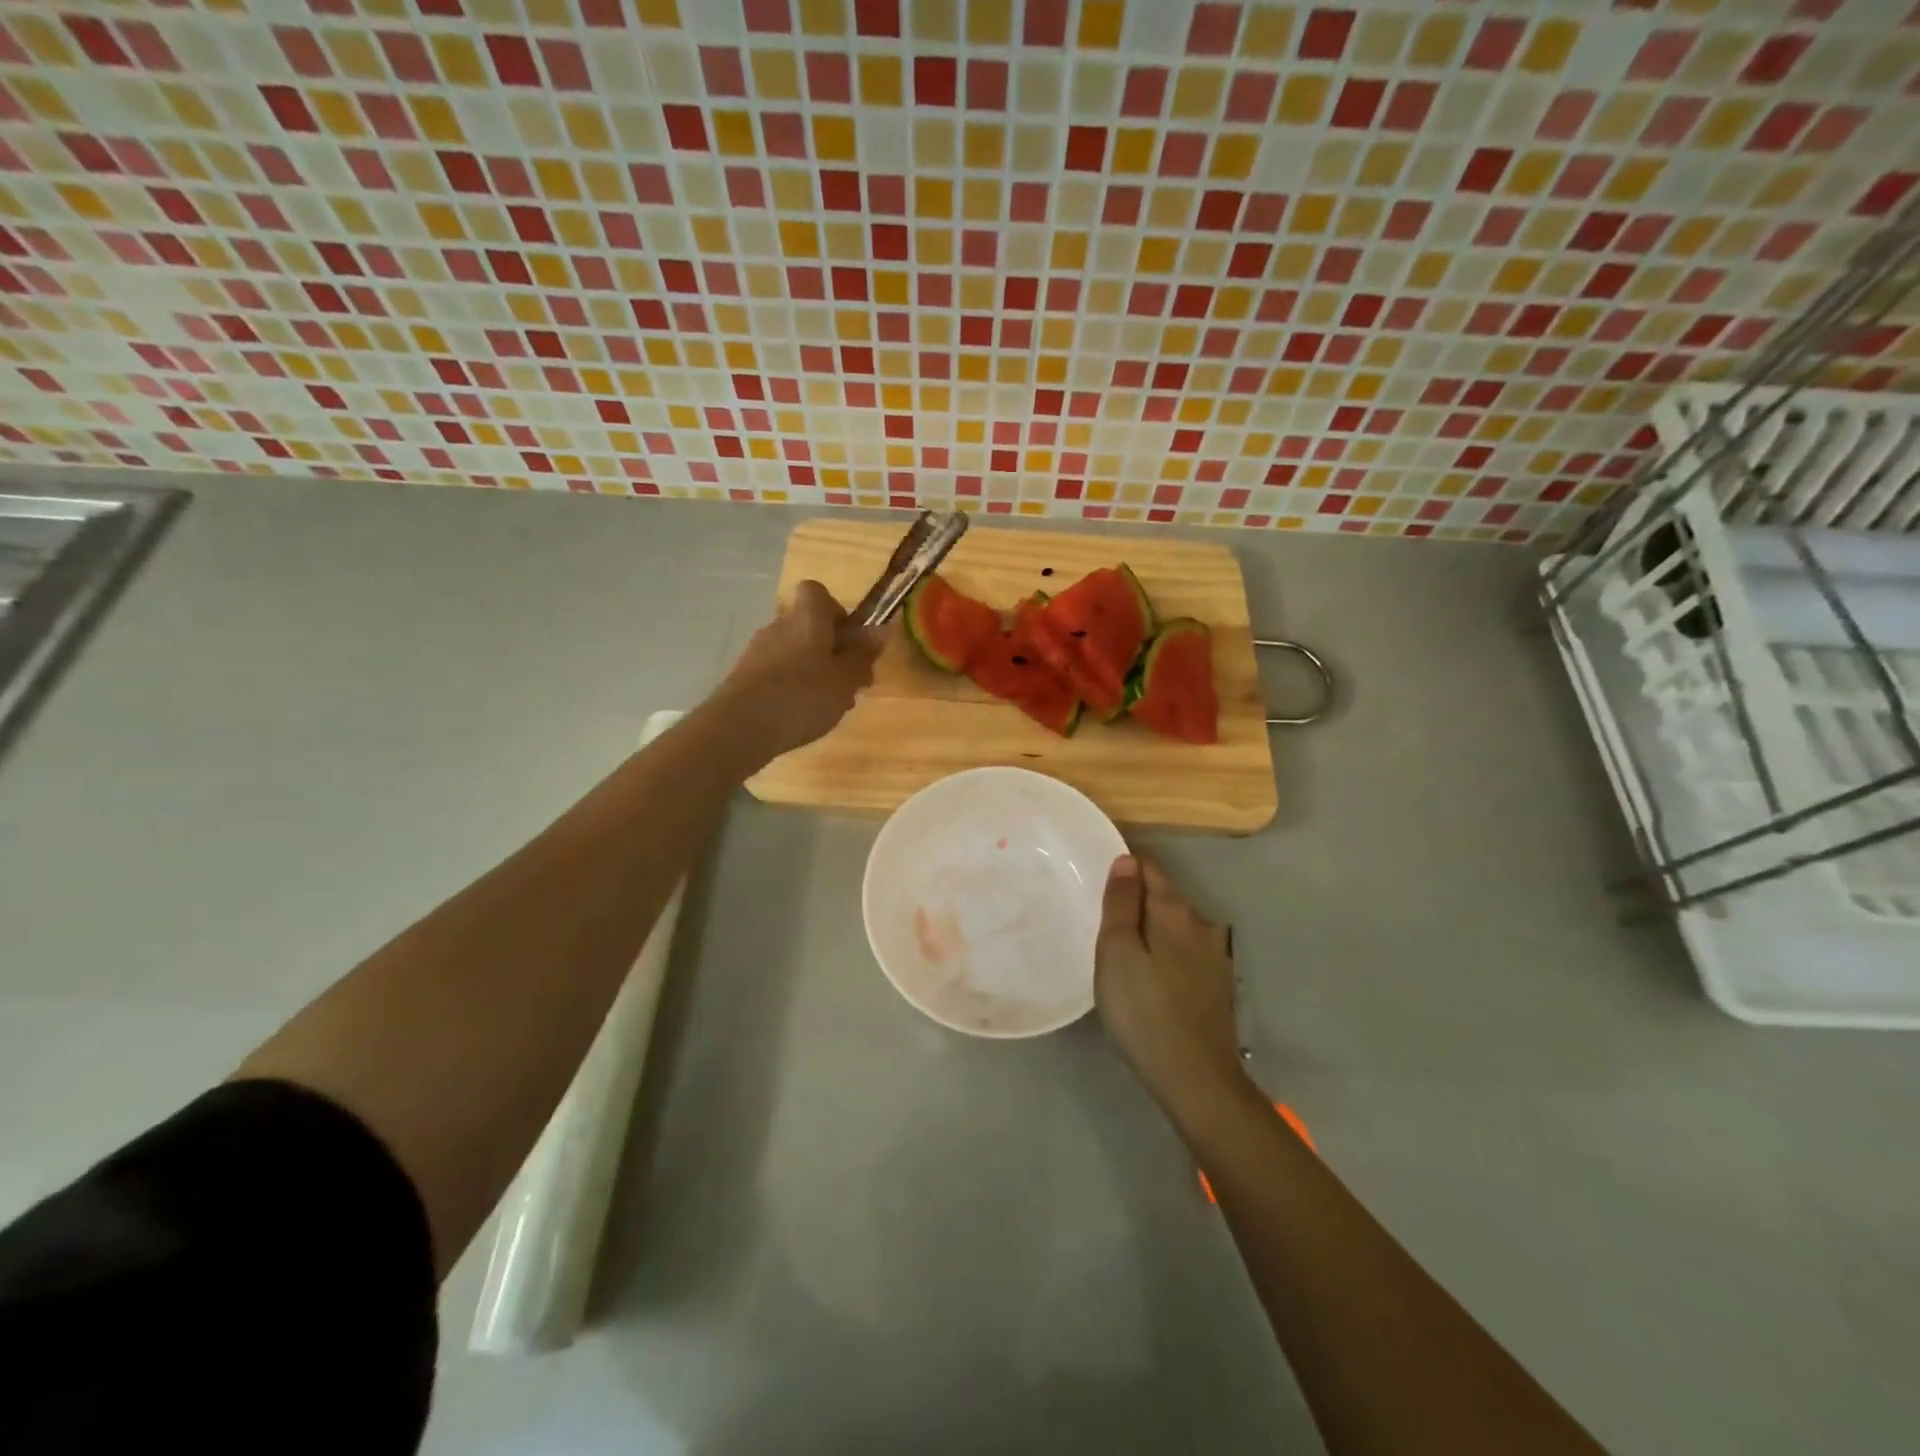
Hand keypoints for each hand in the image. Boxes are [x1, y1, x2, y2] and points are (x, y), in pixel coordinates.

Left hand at [710, 580, 885, 764]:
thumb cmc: (802, 696)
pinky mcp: (744, 676)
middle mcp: (779, 626)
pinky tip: (801, 715)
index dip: (837, 611)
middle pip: (809, 626)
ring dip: (815, 671)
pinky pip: (778, 672)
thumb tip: (882, 627)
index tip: (851, 640)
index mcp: (807, 618)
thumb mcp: (846, 678)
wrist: (740, 727)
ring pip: (795, 652)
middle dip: (832, 650)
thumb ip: (863, 653)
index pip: (816, 592)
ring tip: (830, 706)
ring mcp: (758, 651)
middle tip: (851, 684)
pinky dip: (793, 686)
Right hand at [1095, 853, 1250, 1125]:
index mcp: (1174, 911)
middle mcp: (1201, 924)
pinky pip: (1183, 950)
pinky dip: (1163, 950)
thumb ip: (1122, 903)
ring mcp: (1214, 956)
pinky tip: (1149, 973)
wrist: (1197, 1080)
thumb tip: (1126, 859)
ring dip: (1150, 926)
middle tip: (1100, 913)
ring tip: (1120, 944)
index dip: (1124, 862)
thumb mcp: (1117, 953)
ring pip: (1174, 924)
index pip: (1149, 866)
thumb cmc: (1144, 1012)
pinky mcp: (1216, 984)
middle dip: (1135, 896)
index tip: (1096, 870)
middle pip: (1163, 894)